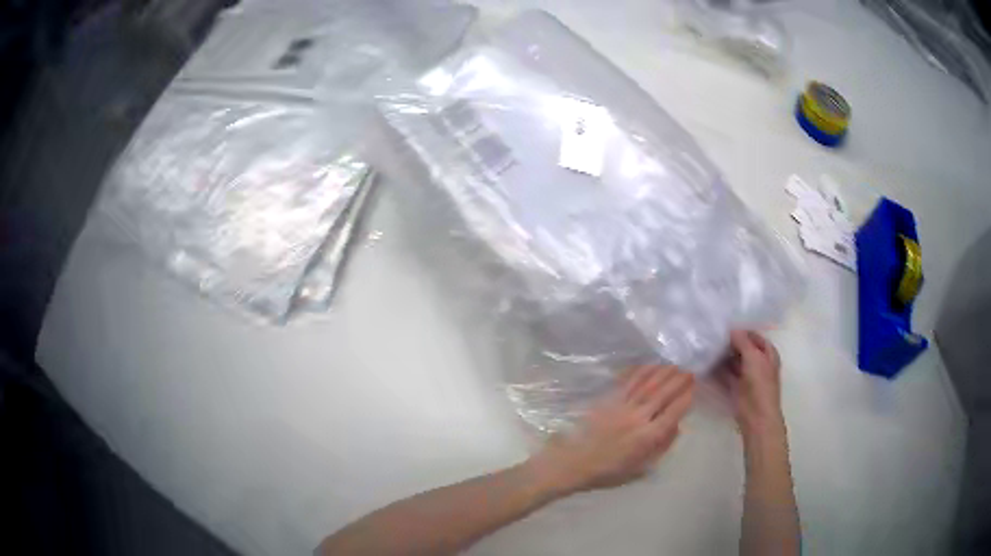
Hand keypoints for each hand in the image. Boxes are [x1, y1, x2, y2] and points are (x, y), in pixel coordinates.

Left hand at [530, 365, 694, 494]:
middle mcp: (637, 419)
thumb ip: (661, 447)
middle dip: (678, 381)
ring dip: (662, 373)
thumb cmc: (609, 471)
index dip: (685, 399)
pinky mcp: (607, 401)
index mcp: (647, 438)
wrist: (574, 463)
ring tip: (674, 366)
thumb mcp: (641, 468)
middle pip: (662, 395)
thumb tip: (677, 426)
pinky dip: (640, 372)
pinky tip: (649, 366)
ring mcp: (621, 407)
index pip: (672, 413)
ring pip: (646, 385)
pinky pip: (627, 382)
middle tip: (689, 372)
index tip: (694, 388)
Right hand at [716, 331, 784, 440]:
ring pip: (733, 361)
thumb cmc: (760, 384)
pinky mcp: (735, 387)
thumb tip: (731, 328)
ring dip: (722, 356)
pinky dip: (717, 370)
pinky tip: (705, 362)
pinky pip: (725, 374)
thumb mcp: (753, 357)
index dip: (741, 331)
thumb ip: (742, 341)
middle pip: (742, 348)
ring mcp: (746, 375)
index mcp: (767, 353)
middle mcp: (757, 362)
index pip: (753, 336)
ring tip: (705, 346)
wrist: (756, 416)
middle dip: (729, 343)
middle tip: (711, 334)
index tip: (724, 325)